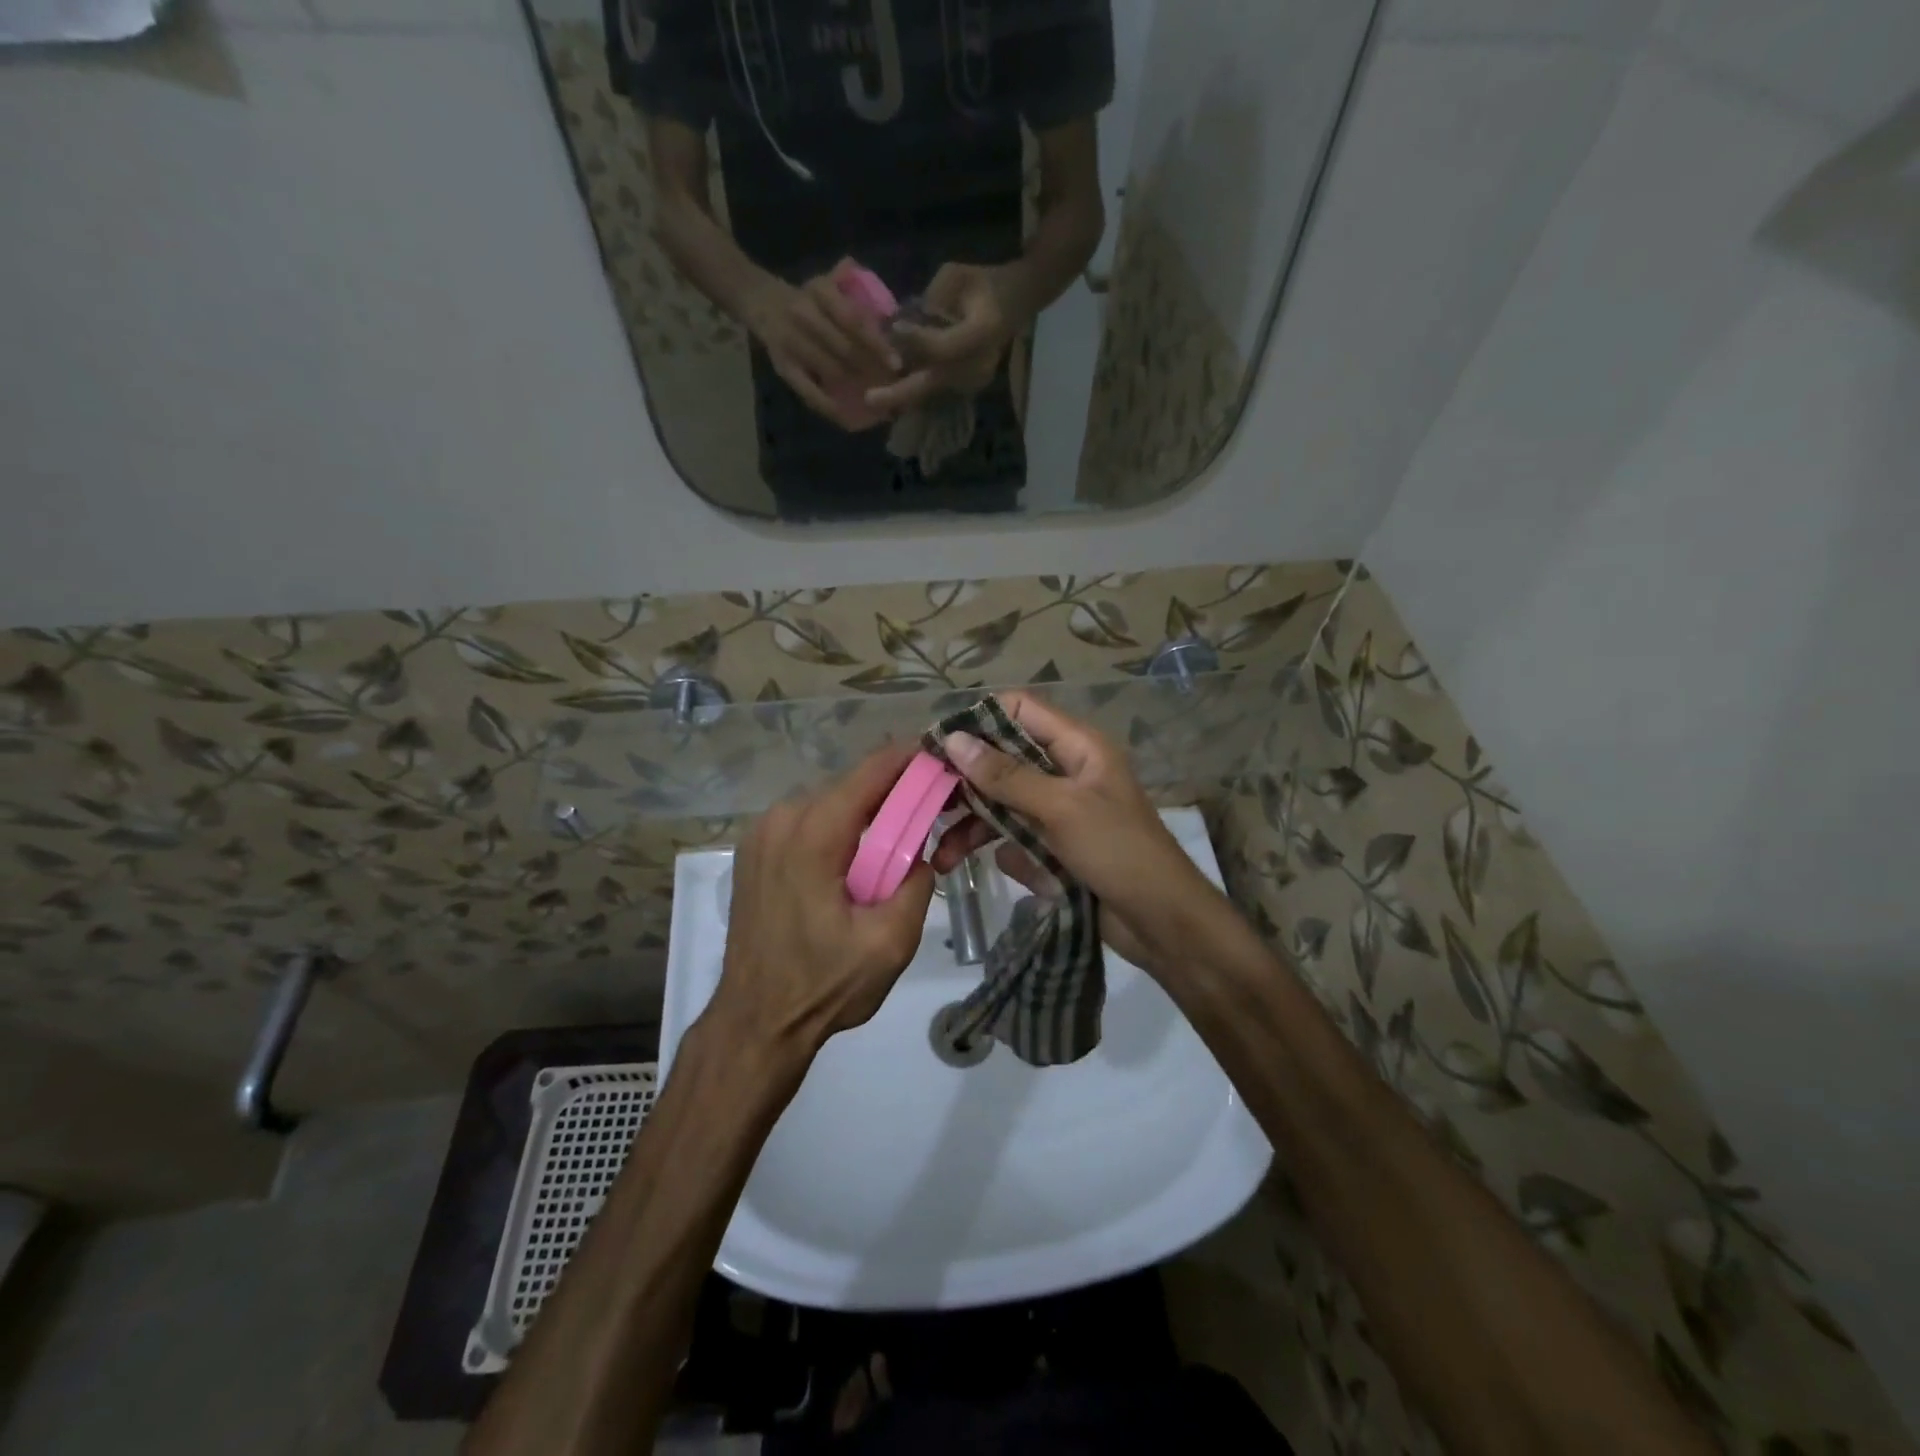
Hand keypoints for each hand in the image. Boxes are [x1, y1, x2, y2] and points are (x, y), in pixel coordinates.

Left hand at [708, 744, 933, 1061]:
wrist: (755, 1022)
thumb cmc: (823, 985)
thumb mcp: (890, 944)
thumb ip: (917, 886)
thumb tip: (921, 855)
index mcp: (813, 835)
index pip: (870, 772)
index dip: (910, 758)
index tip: (942, 758)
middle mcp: (781, 820)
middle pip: (850, 786)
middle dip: (891, 794)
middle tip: (929, 814)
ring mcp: (760, 834)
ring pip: (827, 802)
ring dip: (862, 814)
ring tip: (894, 843)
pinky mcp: (753, 852)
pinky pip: (805, 821)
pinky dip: (835, 828)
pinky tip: (853, 859)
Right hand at [743, 260, 901, 430]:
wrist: (762, 303)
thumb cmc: (808, 301)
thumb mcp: (829, 287)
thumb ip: (857, 297)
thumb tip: (893, 320)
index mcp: (819, 291)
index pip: (854, 319)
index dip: (877, 343)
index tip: (897, 363)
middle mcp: (803, 314)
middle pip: (845, 348)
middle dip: (872, 370)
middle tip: (893, 388)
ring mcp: (791, 342)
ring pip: (831, 370)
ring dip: (856, 389)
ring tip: (879, 402)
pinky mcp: (783, 367)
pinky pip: (809, 392)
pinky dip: (830, 407)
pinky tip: (848, 418)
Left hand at [865, 263, 1014, 414]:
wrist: (1017, 302)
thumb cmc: (984, 282)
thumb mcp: (957, 276)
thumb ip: (931, 301)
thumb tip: (901, 325)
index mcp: (984, 330)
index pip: (944, 346)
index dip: (917, 341)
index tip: (892, 330)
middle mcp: (981, 363)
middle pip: (936, 381)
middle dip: (901, 392)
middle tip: (870, 400)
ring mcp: (976, 379)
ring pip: (933, 390)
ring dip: (902, 395)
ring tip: (873, 399)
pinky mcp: (969, 386)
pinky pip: (937, 390)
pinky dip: (914, 391)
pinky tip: (890, 391)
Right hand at [929, 693, 1220, 981]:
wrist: (1162, 923)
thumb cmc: (1118, 852)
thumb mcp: (1061, 808)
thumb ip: (1007, 776)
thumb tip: (953, 739)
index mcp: (1077, 747)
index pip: (1019, 711)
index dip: (978, 721)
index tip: (935, 744)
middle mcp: (1065, 772)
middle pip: (1003, 759)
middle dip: (965, 781)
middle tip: (926, 801)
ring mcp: (1058, 810)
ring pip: (1002, 802)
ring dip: (971, 824)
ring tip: (942, 853)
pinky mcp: (1053, 845)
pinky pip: (1013, 836)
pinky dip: (994, 848)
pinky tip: (972, 867)